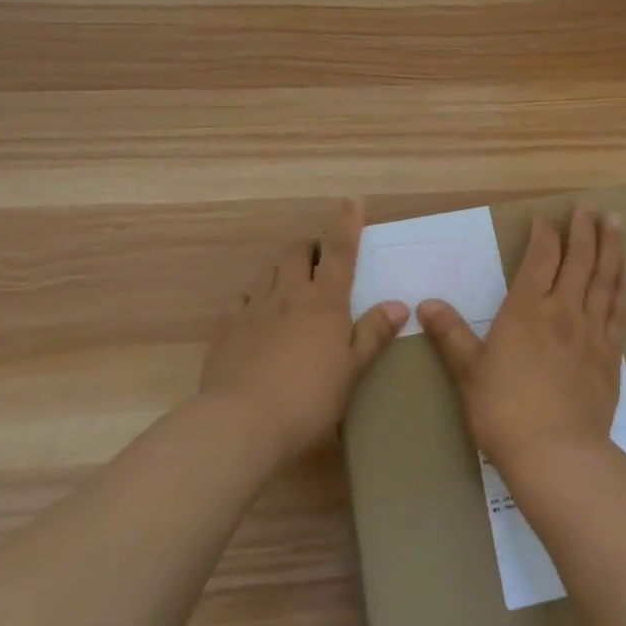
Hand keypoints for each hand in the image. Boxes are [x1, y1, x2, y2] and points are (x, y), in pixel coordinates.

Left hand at [200, 201, 406, 463]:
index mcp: (323, 300)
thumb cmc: (309, 397)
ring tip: (293, 281)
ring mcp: (253, 308)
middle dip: (311, 247)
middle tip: (322, 257)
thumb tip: (398, 304)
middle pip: (297, 253)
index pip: (339, 251)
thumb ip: (374, 333)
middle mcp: (288, 293)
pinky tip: (257, 311)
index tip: (352, 203)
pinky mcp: (226, 328)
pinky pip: (242, 299)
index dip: (347, 224)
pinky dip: (255, 296)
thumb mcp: (352, 368)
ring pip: (269, 272)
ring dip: (284, 268)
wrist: (242, 423)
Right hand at [418, 204, 625, 470]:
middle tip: (590, 207)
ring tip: (617, 221)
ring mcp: (591, 331)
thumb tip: (425, 303)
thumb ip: (450, 334)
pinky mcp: (611, 355)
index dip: (544, 235)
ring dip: (611, 247)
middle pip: (577, 261)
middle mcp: (562, 311)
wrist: (555, 452)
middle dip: (583, 231)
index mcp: (525, 310)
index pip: (539, 260)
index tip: (546, 218)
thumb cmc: (503, 411)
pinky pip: (620, 310)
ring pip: (604, 278)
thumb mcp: (467, 372)